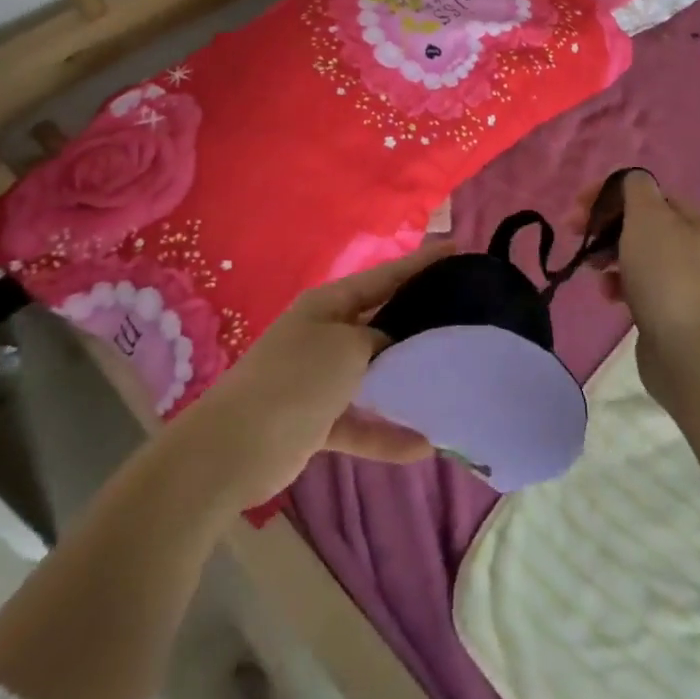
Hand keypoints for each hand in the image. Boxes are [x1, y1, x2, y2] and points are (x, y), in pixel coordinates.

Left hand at [170, 244, 448, 508]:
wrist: (234, 449)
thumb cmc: (295, 380)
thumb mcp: (346, 347)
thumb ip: (378, 340)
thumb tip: (390, 347)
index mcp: (329, 305)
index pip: (384, 277)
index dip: (421, 263)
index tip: (457, 249)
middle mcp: (325, 335)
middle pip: (381, 323)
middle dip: (419, 322)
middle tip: (465, 320)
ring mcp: (320, 379)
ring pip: (374, 375)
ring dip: (406, 383)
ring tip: (451, 383)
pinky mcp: (318, 421)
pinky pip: (361, 422)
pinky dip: (387, 433)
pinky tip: (424, 445)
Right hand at [576, 171, 699, 410]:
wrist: (686, 349)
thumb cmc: (664, 274)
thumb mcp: (647, 216)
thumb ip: (635, 188)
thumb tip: (630, 183)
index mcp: (695, 218)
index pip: (644, 192)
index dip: (607, 193)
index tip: (576, 206)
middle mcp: (695, 245)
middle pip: (638, 223)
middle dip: (603, 225)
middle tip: (573, 232)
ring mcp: (684, 279)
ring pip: (635, 254)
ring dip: (607, 255)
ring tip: (591, 268)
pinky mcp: (671, 308)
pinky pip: (638, 285)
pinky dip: (619, 284)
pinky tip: (608, 294)